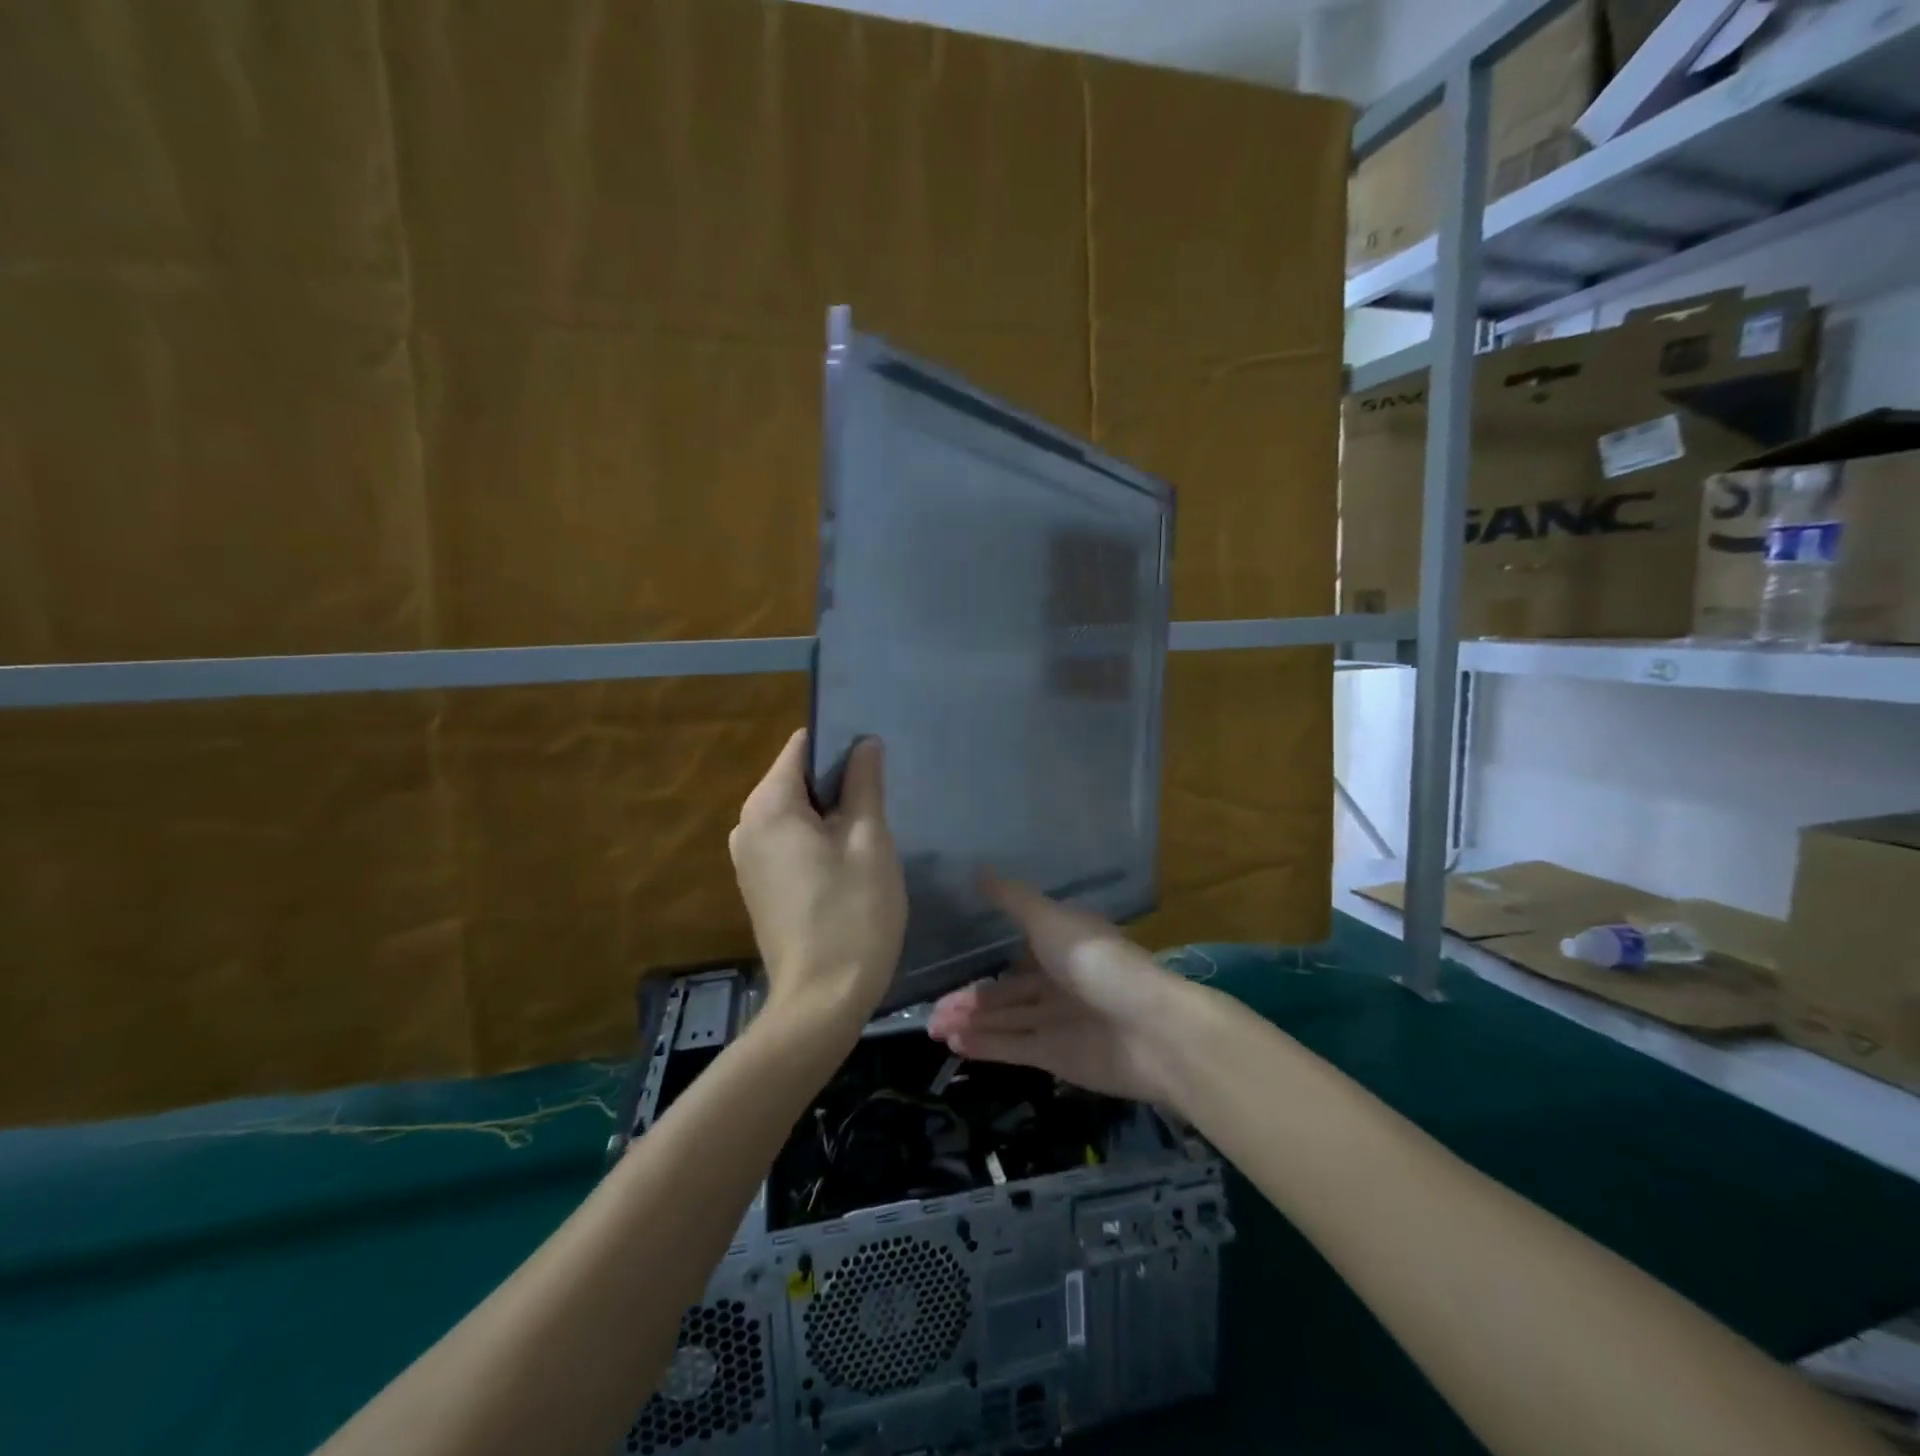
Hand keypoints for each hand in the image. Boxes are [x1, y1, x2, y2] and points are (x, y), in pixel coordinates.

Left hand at [730, 731, 905, 1029]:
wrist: (821, 1001)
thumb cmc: (852, 914)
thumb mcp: (868, 841)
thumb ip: (864, 784)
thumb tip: (864, 743)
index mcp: (769, 806)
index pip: (801, 746)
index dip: (839, 743)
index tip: (874, 759)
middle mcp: (747, 825)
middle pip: (795, 779)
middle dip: (837, 782)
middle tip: (880, 800)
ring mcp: (747, 859)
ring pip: (794, 813)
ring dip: (829, 814)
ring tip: (869, 832)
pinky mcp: (756, 887)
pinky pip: (787, 842)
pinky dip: (815, 840)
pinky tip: (847, 864)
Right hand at [925, 874, 1184, 1102]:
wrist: (1151, 1028)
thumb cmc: (1097, 962)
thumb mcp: (1050, 920)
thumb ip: (1013, 900)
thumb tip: (979, 870)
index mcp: (1062, 947)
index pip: (1015, 956)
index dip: (982, 963)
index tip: (947, 969)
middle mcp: (1060, 983)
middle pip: (1006, 994)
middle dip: (969, 1002)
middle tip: (930, 1014)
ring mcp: (1060, 1022)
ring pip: (1006, 1021)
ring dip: (971, 1024)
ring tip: (933, 1028)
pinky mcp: (1059, 1057)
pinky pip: (1015, 1047)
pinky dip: (986, 1045)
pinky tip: (955, 1045)